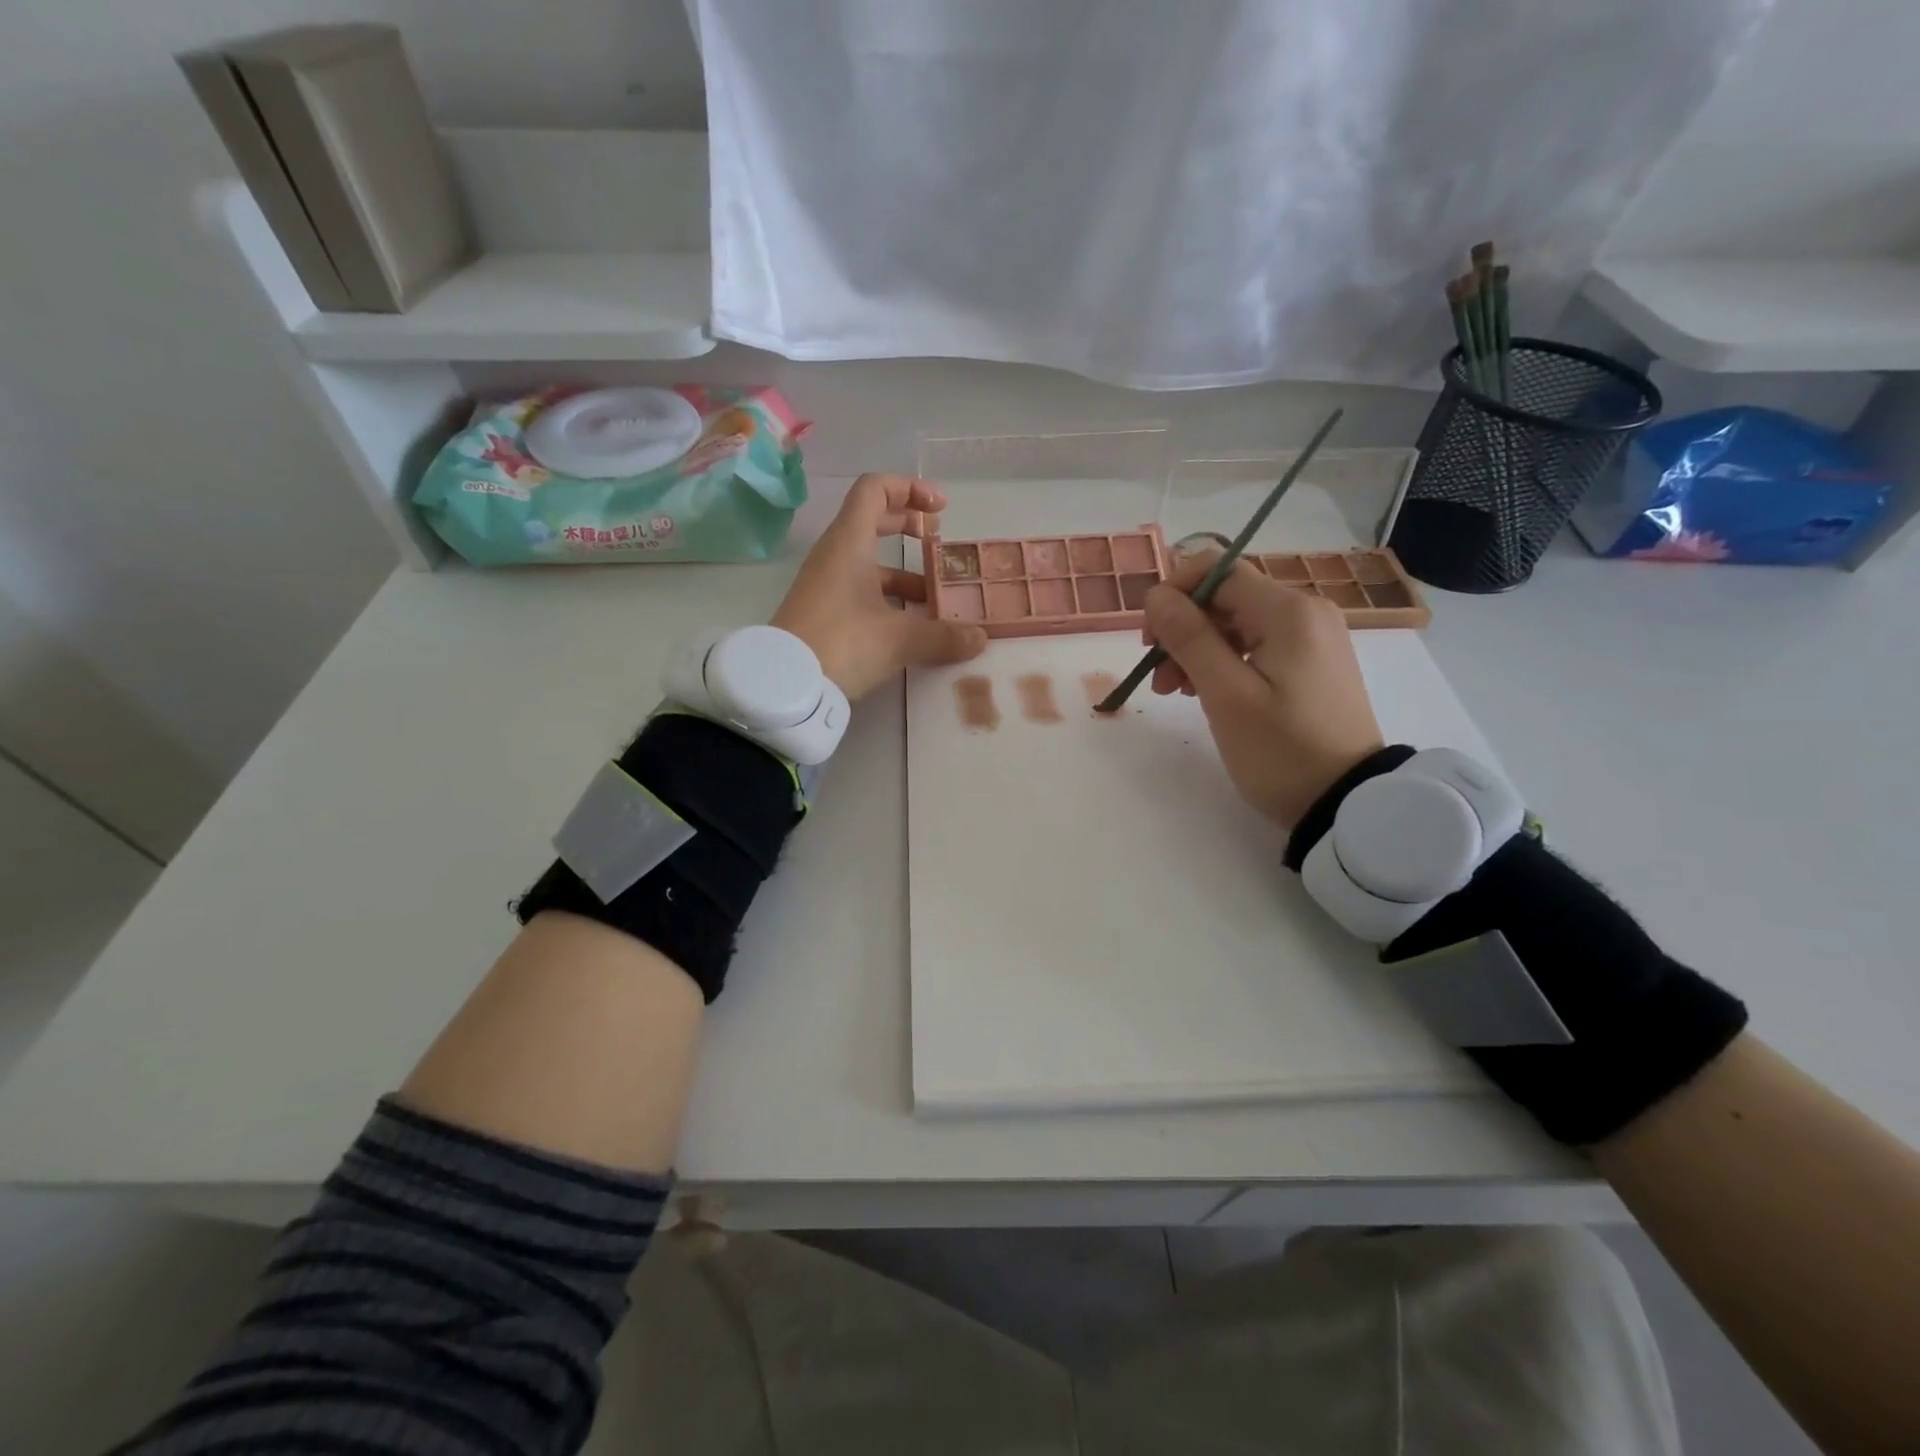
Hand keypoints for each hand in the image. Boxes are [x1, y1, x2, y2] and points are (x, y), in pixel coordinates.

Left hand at [773, 473, 988, 700]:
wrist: (784, 685)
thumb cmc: (842, 644)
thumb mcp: (899, 639)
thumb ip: (943, 636)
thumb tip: (980, 638)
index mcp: (850, 542)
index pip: (875, 489)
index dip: (911, 489)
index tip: (941, 510)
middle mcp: (835, 555)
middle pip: (873, 520)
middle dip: (909, 524)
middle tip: (939, 540)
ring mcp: (827, 584)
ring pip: (870, 563)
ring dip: (905, 572)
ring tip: (938, 598)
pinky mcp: (824, 612)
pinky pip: (862, 591)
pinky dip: (890, 598)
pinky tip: (913, 625)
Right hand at [1143, 552, 1384, 826]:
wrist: (1347, 803)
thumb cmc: (1282, 750)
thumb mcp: (1226, 695)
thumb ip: (1189, 638)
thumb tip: (1156, 595)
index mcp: (1288, 611)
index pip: (1217, 569)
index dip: (1173, 594)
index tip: (1149, 640)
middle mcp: (1306, 610)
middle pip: (1225, 597)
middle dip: (1183, 630)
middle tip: (1161, 682)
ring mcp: (1313, 636)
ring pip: (1237, 622)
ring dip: (1198, 649)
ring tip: (1180, 694)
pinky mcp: (1312, 661)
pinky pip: (1257, 644)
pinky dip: (1225, 661)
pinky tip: (1210, 693)